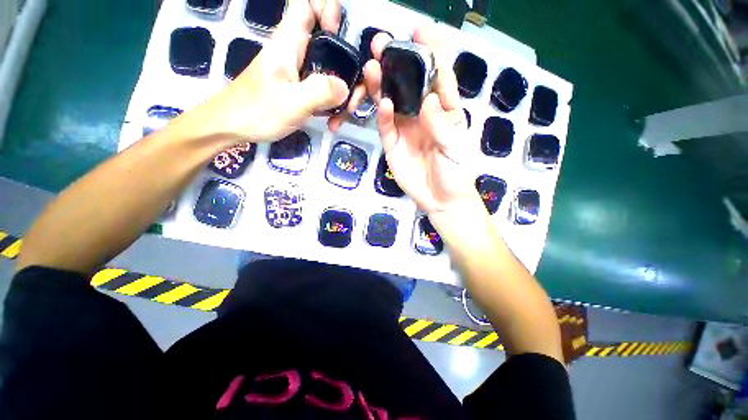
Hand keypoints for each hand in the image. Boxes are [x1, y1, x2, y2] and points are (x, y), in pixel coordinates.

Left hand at [198, 0, 348, 142]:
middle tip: (353, 92)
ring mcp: (300, 74)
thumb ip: (321, 91)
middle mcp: (297, 53)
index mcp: (289, 42)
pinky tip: (333, 122)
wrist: (233, 127)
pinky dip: (333, 106)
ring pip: (330, 72)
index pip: (309, 6)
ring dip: (343, 93)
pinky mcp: (301, 92)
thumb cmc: (257, 111)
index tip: (340, 33)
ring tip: (344, 114)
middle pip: (329, 43)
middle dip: (347, 64)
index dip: (328, 10)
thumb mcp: (292, 101)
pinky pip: (324, 92)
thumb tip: (345, 88)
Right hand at [362, 25, 481, 214]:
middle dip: (398, 64)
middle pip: (409, 86)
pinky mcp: (393, 146)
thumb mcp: (455, 148)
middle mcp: (423, 116)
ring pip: (392, 103)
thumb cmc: (455, 173)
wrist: (441, 201)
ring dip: (383, 85)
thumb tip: (427, 99)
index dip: (431, 54)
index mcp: (445, 112)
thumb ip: (441, 124)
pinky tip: (383, 104)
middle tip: (384, 43)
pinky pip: (386, 127)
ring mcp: (406, 130)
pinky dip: (384, 116)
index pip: (438, 78)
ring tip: (373, 66)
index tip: (421, 30)